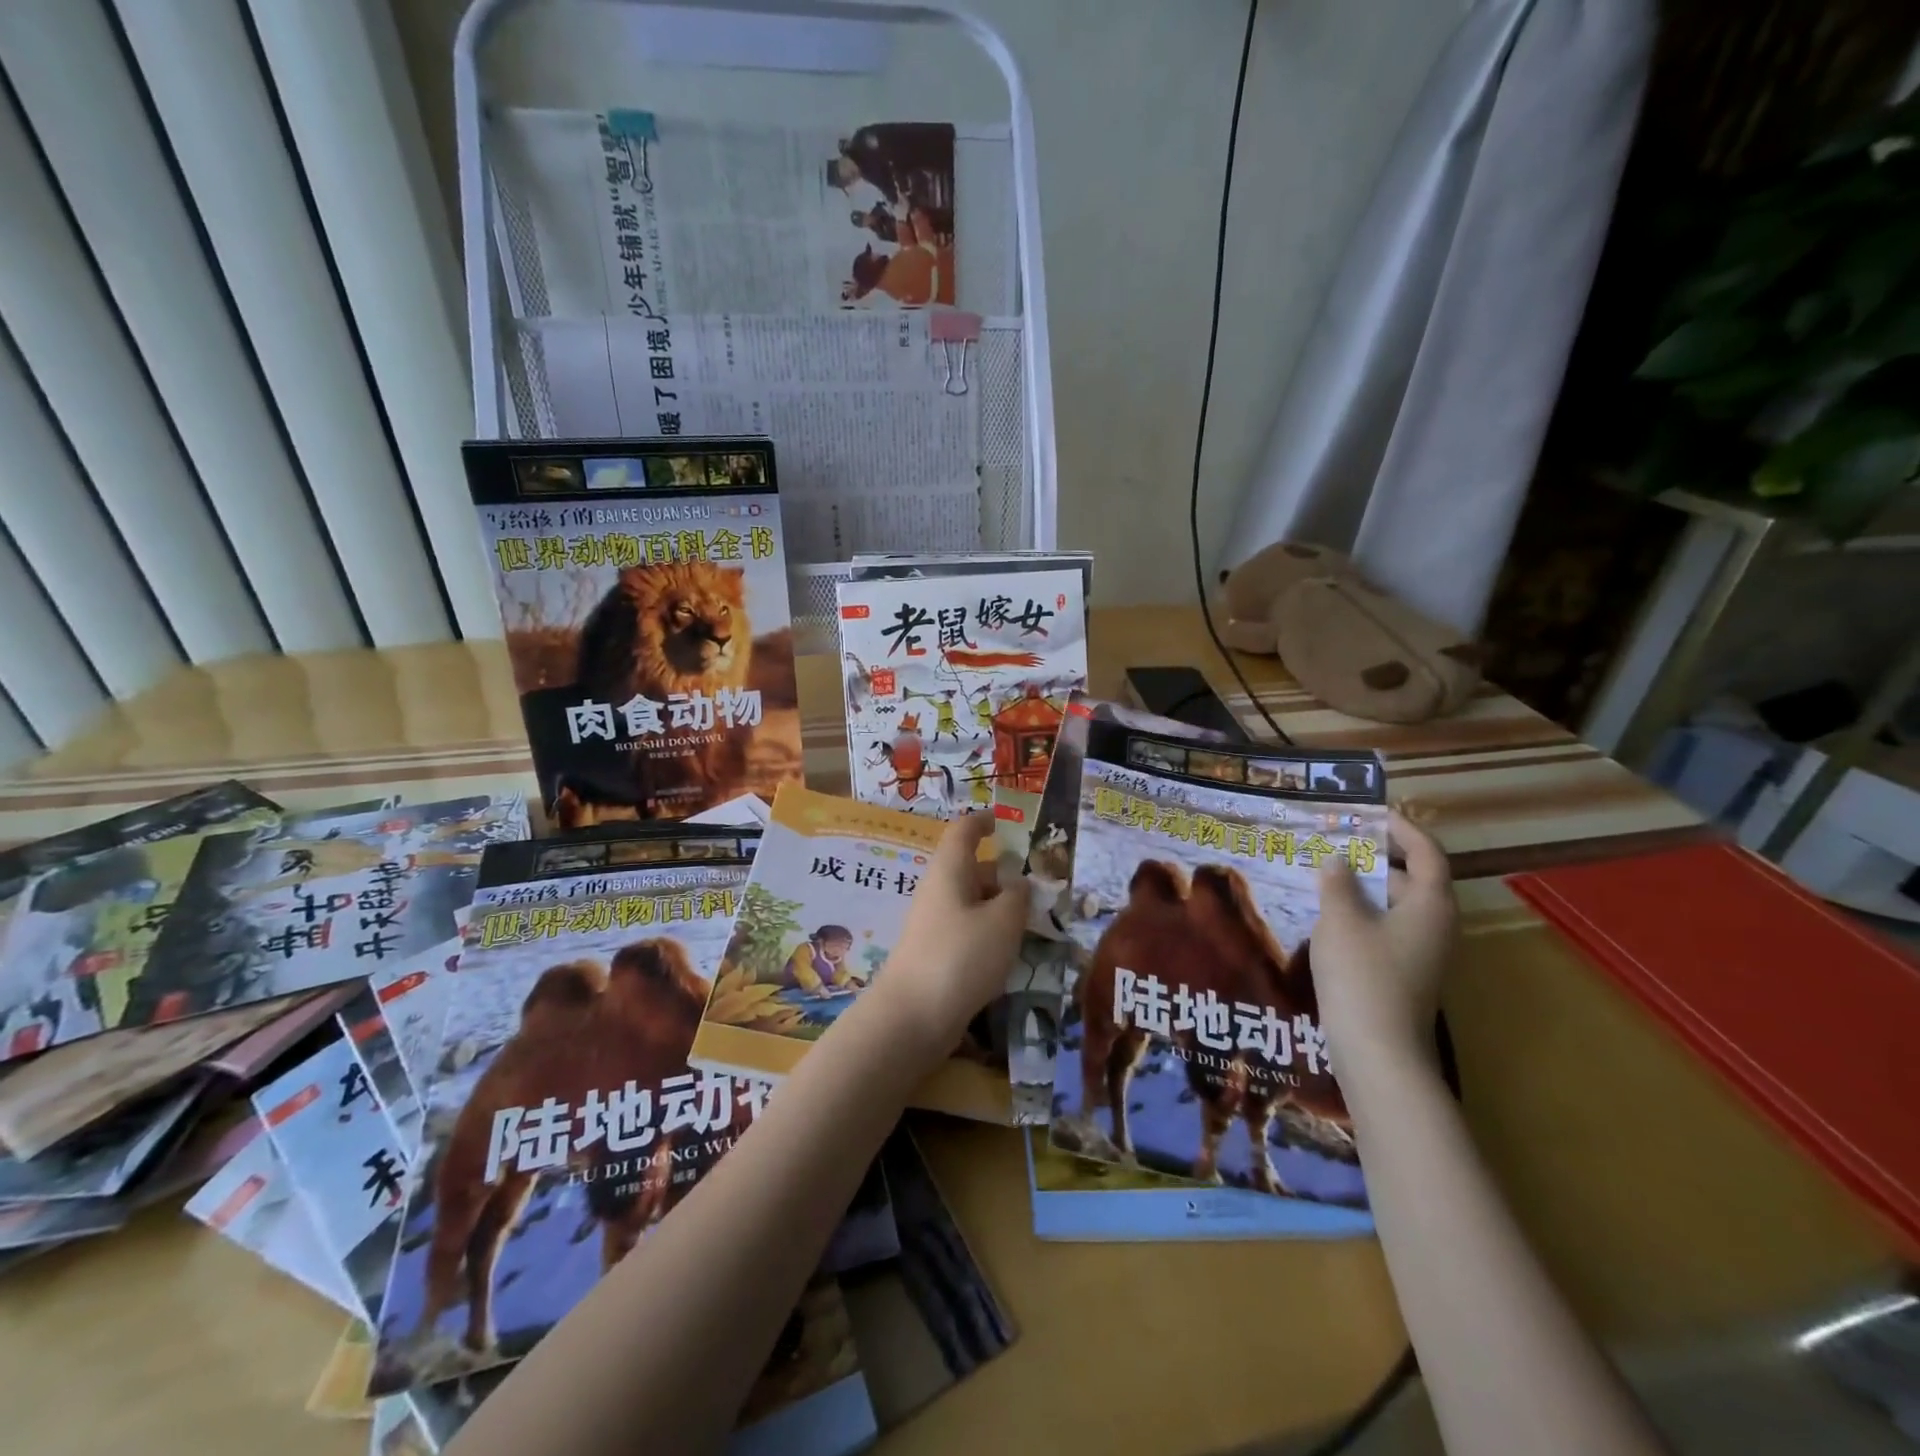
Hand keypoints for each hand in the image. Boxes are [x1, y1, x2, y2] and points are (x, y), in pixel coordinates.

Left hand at [871, 812, 1026, 1058]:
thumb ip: (1018, 897)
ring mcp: (933, 923)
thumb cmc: (961, 955)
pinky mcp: (935, 953)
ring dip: (999, 906)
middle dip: (1002, 874)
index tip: (1002, 821)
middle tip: (1038, 888)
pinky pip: (966, 929)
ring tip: (1032, 922)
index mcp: (950, 870)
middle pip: (970, 869)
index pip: (963, 832)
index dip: (982, 822)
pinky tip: (1008, 953)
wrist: (913, 1016)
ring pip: (971, 902)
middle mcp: (938, 890)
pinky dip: (988, 932)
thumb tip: (1019, 884)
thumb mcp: (1003, 921)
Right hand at [1313, 810, 1457, 1072]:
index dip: (1402, 828)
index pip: (1427, 852)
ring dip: (1365, 887)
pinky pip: (1387, 929)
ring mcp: (1423, 953)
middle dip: (1376, 857)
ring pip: (1396, 906)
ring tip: (1324, 874)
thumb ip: (1337, 883)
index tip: (1371, 813)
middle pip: (1412, 878)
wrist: (1378, 1051)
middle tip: (1336, 841)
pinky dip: (1362, 914)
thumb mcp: (1341, 919)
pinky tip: (1327, 916)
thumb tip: (1337, 860)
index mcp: (1430, 904)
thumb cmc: (1362, 975)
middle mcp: (1436, 925)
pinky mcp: (1405, 974)